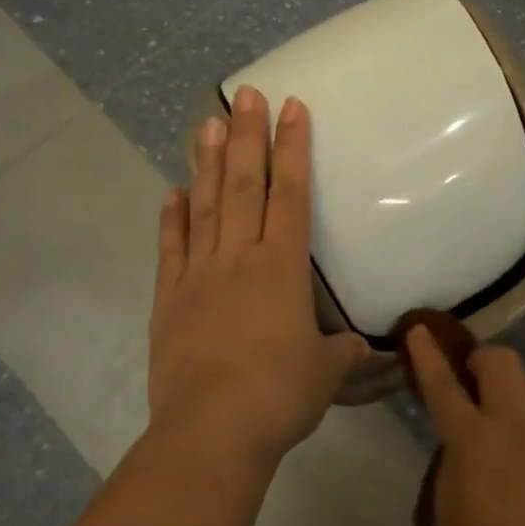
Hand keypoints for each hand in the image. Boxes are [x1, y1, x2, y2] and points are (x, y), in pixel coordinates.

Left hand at [149, 87, 368, 468]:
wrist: (213, 430)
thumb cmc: (280, 394)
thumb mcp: (325, 372)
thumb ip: (340, 350)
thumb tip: (355, 346)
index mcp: (283, 266)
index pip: (292, 193)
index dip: (294, 148)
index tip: (293, 108)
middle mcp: (240, 257)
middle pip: (246, 184)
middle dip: (249, 136)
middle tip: (248, 95)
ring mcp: (200, 274)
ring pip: (206, 206)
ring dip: (209, 163)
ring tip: (209, 124)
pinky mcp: (169, 299)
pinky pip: (171, 249)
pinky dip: (171, 219)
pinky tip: (172, 192)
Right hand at [407, 328, 524, 525]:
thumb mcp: (448, 520)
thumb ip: (450, 473)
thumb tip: (461, 457)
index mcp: (473, 440)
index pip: (443, 384)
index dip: (427, 354)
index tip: (418, 328)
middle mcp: (513, 424)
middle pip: (502, 360)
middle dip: (482, 359)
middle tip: (471, 383)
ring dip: (511, 389)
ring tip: (501, 420)